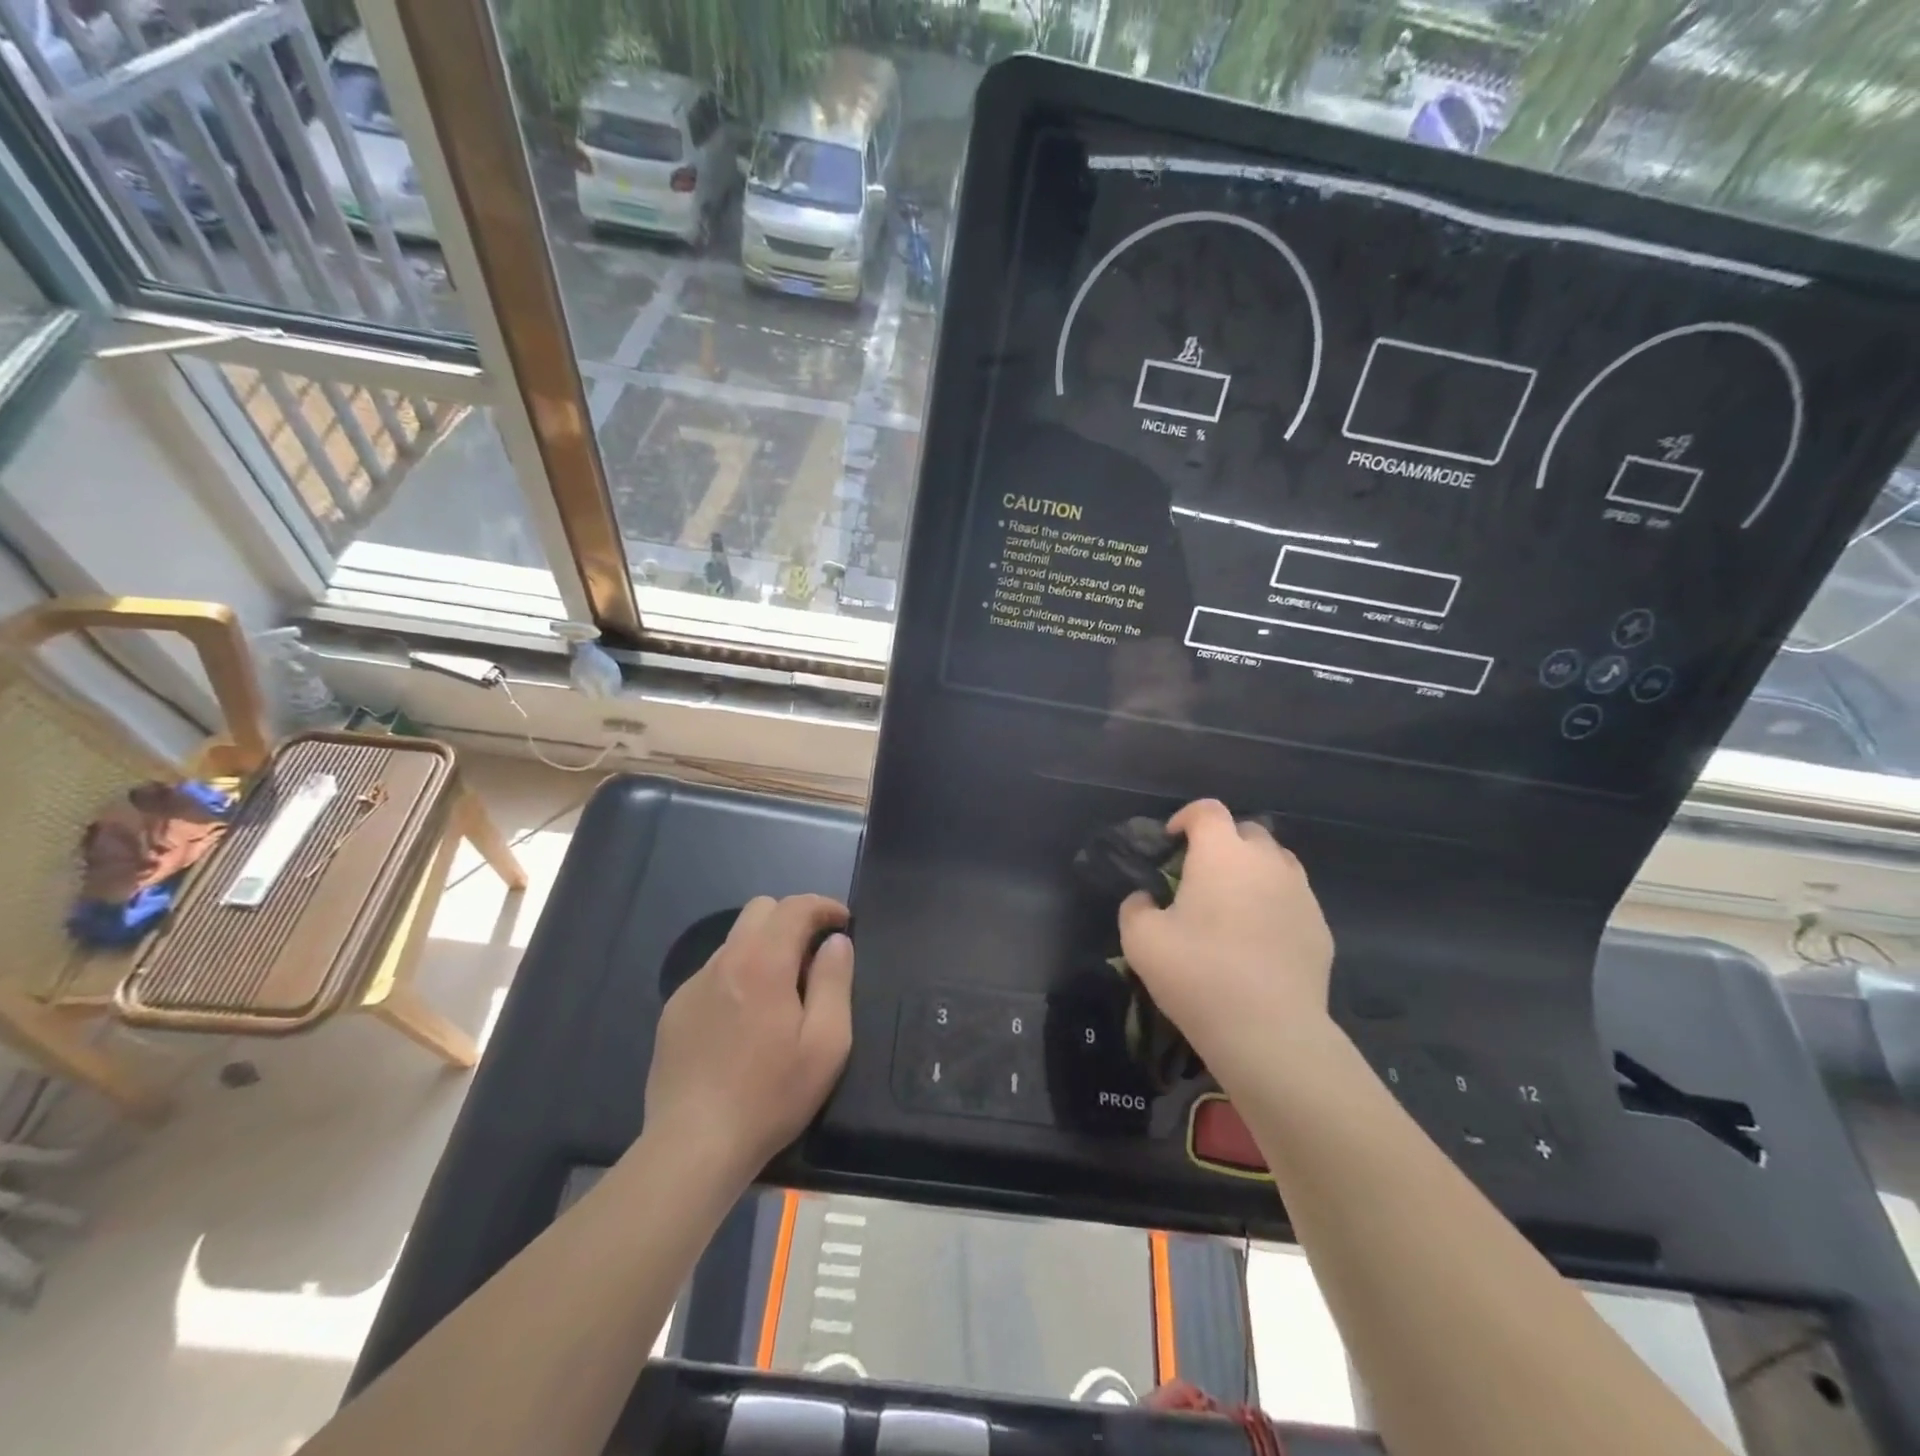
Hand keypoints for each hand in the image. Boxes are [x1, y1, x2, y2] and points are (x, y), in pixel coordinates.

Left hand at [643, 895, 854, 1181]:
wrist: (693, 1146)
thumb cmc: (770, 1096)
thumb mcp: (826, 1044)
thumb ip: (834, 982)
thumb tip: (836, 942)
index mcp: (763, 963)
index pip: (795, 907)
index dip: (824, 906)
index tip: (843, 923)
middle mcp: (724, 961)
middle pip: (760, 910)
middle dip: (792, 919)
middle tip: (813, 957)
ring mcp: (693, 985)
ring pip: (735, 941)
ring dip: (764, 948)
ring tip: (780, 993)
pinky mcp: (674, 1011)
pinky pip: (713, 973)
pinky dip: (738, 977)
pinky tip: (744, 1021)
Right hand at [1118, 800, 1333, 1080]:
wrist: (1270, 1031)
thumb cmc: (1198, 974)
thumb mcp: (1140, 940)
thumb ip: (1135, 907)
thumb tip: (1146, 899)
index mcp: (1222, 854)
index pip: (1207, 811)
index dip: (1186, 817)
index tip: (1172, 841)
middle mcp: (1266, 861)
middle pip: (1247, 831)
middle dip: (1223, 843)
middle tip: (1201, 875)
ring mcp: (1300, 893)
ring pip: (1277, 862)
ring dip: (1253, 870)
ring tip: (1234, 902)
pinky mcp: (1320, 927)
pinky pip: (1294, 898)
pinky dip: (1275, 903)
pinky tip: (1260, 938)